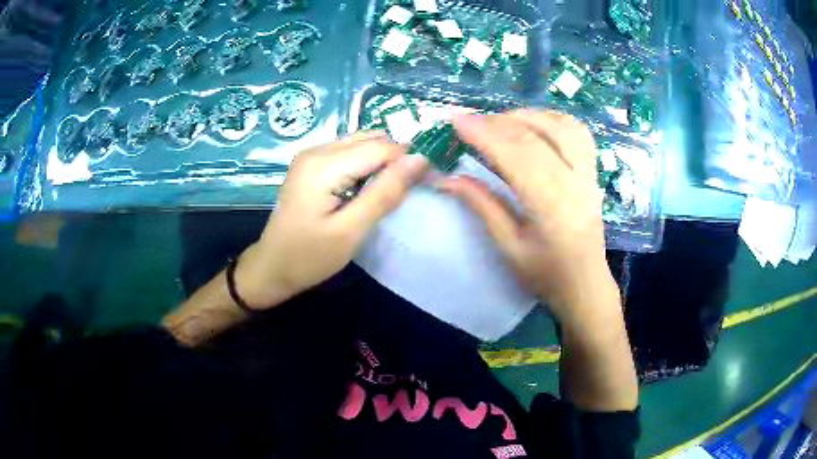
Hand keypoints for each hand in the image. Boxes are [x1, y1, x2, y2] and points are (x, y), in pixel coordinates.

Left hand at [236, 132, 428, 308]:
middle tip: (403, 192)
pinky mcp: (310, 164)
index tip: (423, 184)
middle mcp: (316, 150)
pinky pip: (347, 153)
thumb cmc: (309, 257)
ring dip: (380, 162)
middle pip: (371, 140)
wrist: (272, 267)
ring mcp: (311, 155)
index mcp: (324, 164)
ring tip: (385, 192)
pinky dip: (364, 165)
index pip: (381, 148)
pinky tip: (365, 189)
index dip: (407, 161)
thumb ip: (385, 193)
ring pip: (361, 143)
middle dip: (394, 160)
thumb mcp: (351, 230)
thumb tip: (420, 160)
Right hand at [441, 110, 619, 325]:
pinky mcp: (593, 171)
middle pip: (535, 135)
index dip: (484, 133)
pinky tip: (533, 125)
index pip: (516, 155)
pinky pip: (577, 132)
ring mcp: (588, 173)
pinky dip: (551, 120)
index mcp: (551, 204)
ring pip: (560, 125)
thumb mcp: (508, 247)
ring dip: (525, 116)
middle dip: (497, 122)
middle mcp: (574, 181)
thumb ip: (482, 206)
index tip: (455, 120)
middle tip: (468, 121)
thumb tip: (448, 178)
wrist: (585, 285)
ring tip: (499, 122)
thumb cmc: (546, 274)